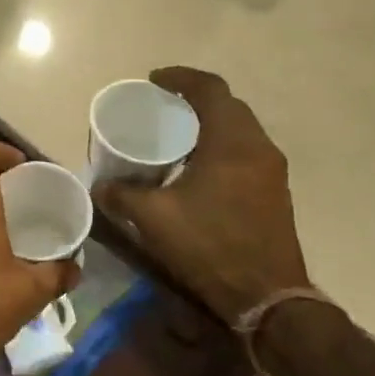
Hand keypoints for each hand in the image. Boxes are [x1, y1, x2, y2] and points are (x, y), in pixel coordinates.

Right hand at [92, 68, 309, 322]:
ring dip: (209, 124)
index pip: (210, 89)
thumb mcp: (154, 218)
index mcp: (232, 142)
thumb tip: (100, 186)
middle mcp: (259, 148)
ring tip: (175, 136)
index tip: (153, 80)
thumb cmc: (210, 246)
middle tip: (161, 107)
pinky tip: (196, 169)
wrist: (267, 297)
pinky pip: (245, 152)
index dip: (181, 78)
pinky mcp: (274, 193)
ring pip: (240, 130)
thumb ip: (122, 195)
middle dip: (194, 99)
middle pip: (228, 106)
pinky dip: (220, 147)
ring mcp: (272, 171)